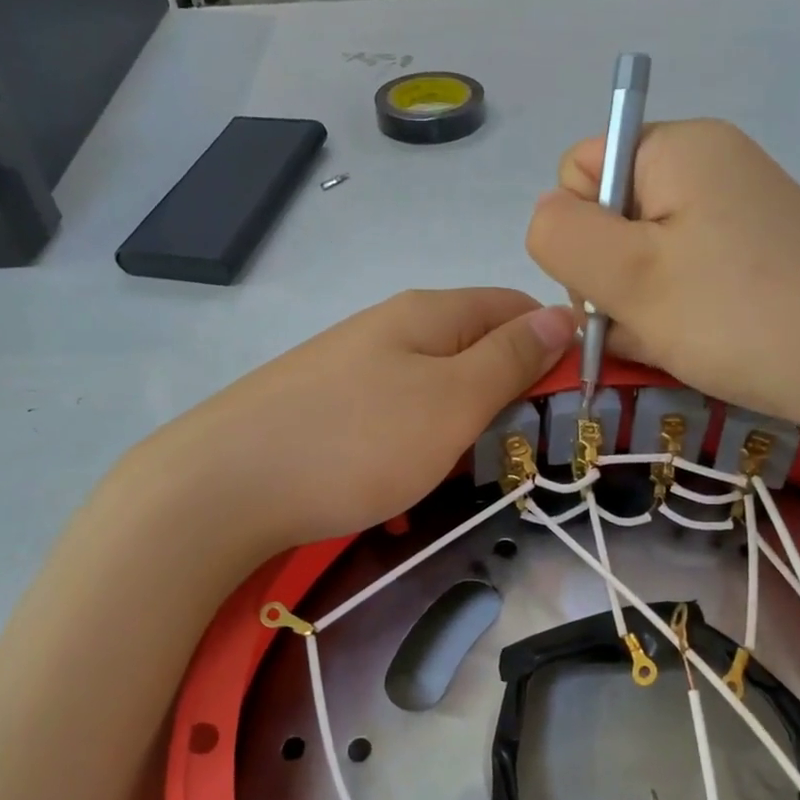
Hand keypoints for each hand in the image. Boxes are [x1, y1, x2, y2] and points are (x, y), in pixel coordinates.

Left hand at [151, 289, 575, 550]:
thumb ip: (509, 358)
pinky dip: (411, 453)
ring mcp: (350, 368)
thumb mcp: (451, 400)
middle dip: (506, 396)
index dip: (553, 343)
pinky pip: (390, 423)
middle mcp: (388, 329)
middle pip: (472, 348)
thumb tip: (560, 312)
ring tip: (462, 479)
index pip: (513, 305)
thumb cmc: (356, 443)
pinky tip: (402, 494)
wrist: (223, 487)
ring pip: (432, 391)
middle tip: (520, 452)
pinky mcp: (322, 409)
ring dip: (459, 432)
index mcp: (427, 314)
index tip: (575, 399)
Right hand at [526, 118, 799, 442]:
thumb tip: (547, 216)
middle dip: (607, 277)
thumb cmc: (740, 318)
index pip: (577, 171)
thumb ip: (560, 234)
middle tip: (644, 321)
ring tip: (672, 342)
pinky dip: (672, 314)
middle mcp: (708, 165)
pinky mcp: (754, 256)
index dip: (576, 231)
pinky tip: (690, 346)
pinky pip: (682, 277)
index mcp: (677, 148)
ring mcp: (735, 212)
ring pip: (642, 257)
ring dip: (637, 305)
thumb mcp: (628, 276)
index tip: (612, 282)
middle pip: (609, 216)